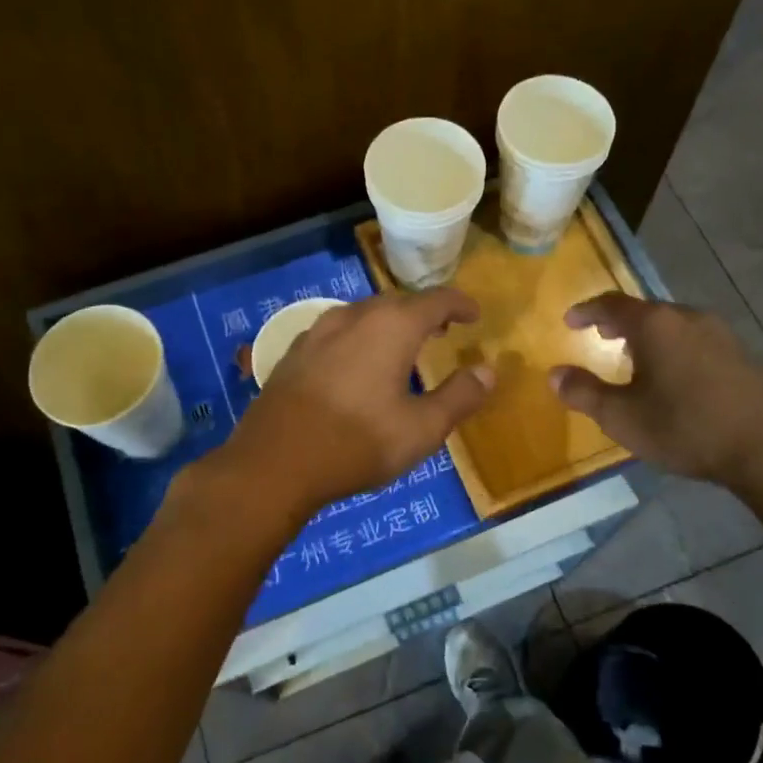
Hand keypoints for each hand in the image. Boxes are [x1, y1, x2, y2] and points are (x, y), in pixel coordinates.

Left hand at [220, 289, 494, 518]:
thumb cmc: (357, 443)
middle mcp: (354, 316)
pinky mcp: (295, 352)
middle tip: (443, 330)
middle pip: (398, 302)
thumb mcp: (422, 429)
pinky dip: (360, 337)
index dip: (460, 304)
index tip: (474, 315)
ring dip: (390, 323)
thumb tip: (488, 371)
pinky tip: (357, 363)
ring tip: (402, 345)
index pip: (436, 300)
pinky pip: (338, 331)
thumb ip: (460, 396)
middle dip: (425, 312)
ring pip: (364, 314)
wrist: (274, 462)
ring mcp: (318, 331)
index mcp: (392, 326)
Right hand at [549, 292, 762, 483]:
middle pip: (644, 310)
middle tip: (599, 336)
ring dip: (646, 334)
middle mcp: (686, 317)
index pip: (612, 304)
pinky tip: (670, 373)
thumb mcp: (621, 417)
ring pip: (670, 323)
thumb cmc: (683, 427)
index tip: (570, 321)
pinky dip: (671, 345)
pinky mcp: (738, 352)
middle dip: (617, 322)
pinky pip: (692, 337)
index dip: (587, 310)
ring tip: (632, 356)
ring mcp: (718, 332)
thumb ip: (584, 392)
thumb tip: (554, 374)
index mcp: (654, 324)